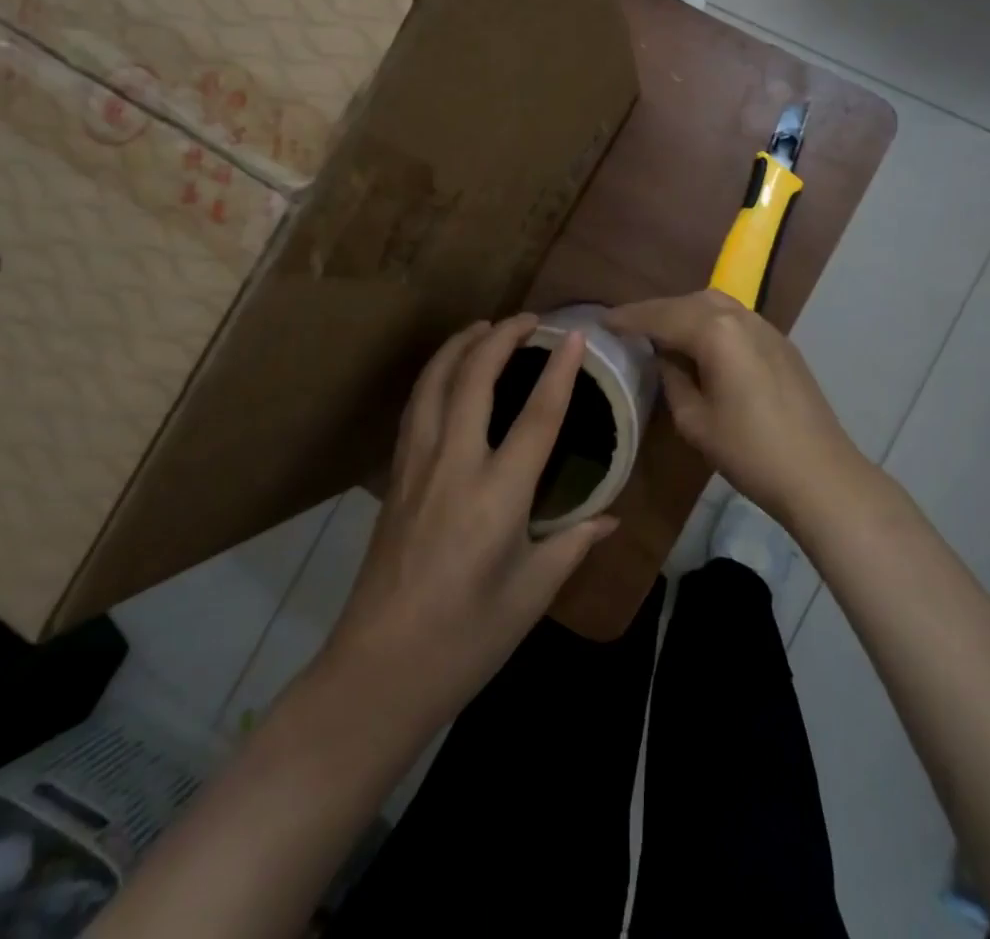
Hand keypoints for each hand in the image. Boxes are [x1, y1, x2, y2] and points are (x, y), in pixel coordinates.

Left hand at [322, 315, 617, 727]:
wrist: (378, 671)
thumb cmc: (466, 640)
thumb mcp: (531, 595)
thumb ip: (572, 546)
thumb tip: (610, 518)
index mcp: (497, 497)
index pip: (537, 417)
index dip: (559, 371)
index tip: (575, 335)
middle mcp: (453, 465)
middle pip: (473, 378)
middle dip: (501, 337)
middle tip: (528, 319)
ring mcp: (416, 466)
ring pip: (434, 383)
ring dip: (460, 345)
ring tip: (484, 327)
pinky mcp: (394, 476)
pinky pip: (416, 407)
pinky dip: (434, 374)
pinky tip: (445, 373)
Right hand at [605, 290, 867, 526]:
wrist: (820, 475)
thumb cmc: (750, 452)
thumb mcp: (695, 420)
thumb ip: (673, 379)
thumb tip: (666, 358)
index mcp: (716, 332)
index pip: (661, 317)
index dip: (629, 319)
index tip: (602, 321)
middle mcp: (741, 317)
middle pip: (688, 302)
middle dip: (656, 311)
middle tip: (628, 327)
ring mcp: (766, 328)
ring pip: (715, 305)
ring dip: (684, 313)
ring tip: (661, 333)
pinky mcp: (781, 344)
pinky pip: (735, 320)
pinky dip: (710, 323)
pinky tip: (700, 344)